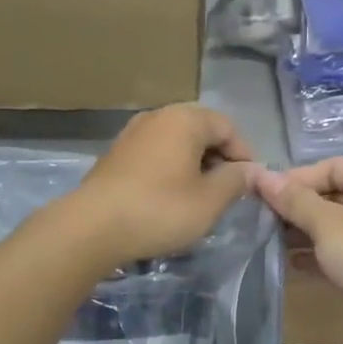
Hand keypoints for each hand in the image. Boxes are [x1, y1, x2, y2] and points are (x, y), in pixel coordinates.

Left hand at [68, 104, 257, 264]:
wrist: (92, 227)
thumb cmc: (160, 210)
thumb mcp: (209, 201)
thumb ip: (236, 180)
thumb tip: (251, 170)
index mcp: (185, 119)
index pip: (228, 127)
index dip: (244, 155)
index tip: (248, 185)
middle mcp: (158, 116)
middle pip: (201, 130)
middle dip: (219, 157)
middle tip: (226, 190)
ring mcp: (133, 132)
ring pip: (177, 141)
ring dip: (194, 163)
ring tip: (200, 195)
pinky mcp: (116, 153)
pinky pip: (156, 152)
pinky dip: (171, 168)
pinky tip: (170, 196)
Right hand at [253, 158, 342, 322]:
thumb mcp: (326, 223)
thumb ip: (293, 200)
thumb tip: (261, 175)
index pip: (330, 166)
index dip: (296, 178)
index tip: (264, 195)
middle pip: (333, 195)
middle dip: (298, 207)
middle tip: (263, 219)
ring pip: (337, 225)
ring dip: (305, 232)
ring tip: (271, 240)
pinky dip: (320, 254)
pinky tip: (292, 263)